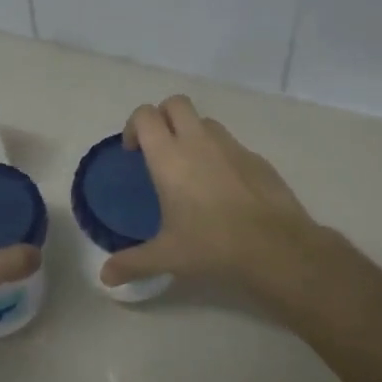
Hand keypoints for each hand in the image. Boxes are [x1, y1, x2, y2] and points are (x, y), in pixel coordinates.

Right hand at [99, 95, 320, 295]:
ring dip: (192, 133)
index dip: (133, 126)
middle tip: (159, 149)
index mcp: (169, 157)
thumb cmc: (211, 245)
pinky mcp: (256, 158)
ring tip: (191, 169)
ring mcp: (231, 146)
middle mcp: (199, 141)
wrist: (276, 247)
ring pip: (205, 121)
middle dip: (163, 117)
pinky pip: (231, 144)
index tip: (133, 152)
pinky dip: (220, 155)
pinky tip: (223, 189)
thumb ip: (132, 263)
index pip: (145, 116)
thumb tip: (105, 278)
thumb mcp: (166, 257)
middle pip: (175, 103)